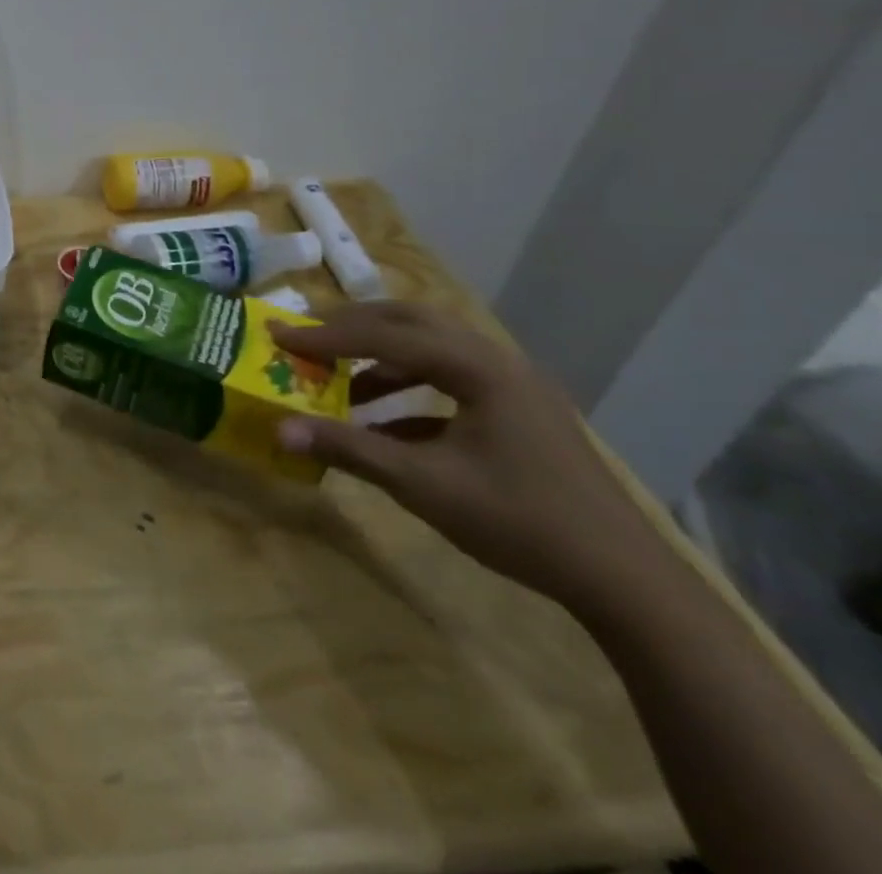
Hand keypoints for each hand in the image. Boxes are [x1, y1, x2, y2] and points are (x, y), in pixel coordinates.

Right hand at [269, 301, 662, 607]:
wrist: (623, 580)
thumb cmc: (520, 522)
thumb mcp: (423, 486)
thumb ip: (349, 450)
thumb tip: (280, 430)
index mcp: (477, 368)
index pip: (386, 336)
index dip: (326, 335)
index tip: (278, 335)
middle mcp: (495, 361)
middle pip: (411, 322)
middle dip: (353, 326)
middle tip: (306, 337)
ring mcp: (511, 385)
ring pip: (432, 346)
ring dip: (380, 354)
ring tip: (338, 375)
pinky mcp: (517, 411)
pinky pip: (449, 377)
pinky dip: (407, 384)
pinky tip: (380, 419)